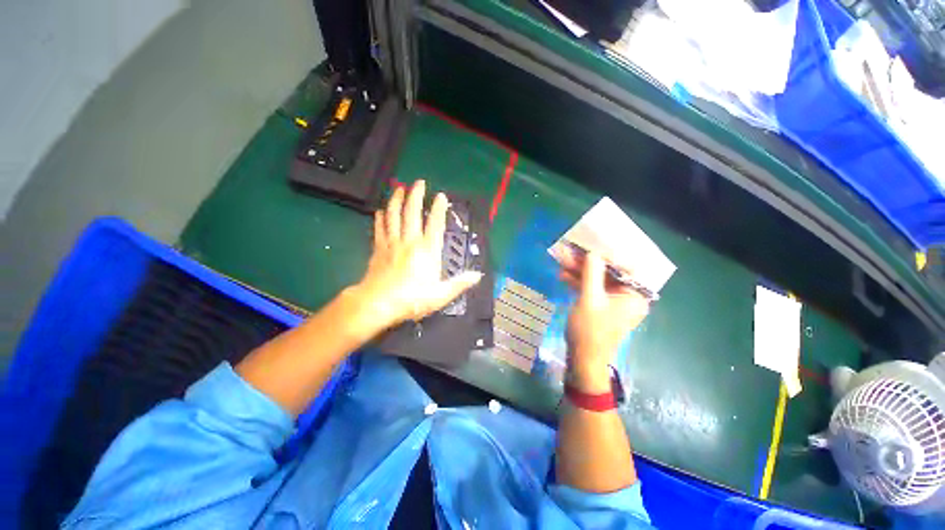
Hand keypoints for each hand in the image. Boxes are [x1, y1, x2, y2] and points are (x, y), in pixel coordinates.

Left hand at [347, 180, 481, 332]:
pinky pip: (379, 229)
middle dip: (415, 195)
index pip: (435, 224)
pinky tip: (380, 211)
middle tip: (418, 182)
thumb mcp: (440, 295)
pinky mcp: (378, 249)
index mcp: (427, 251)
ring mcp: (392, 243)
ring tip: (398, 188)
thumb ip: (459, 283)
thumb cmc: (412, 299)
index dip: (439, 209)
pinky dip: (380, 218)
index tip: (441, 196)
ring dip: (396, 200)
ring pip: (393, 216)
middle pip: (412, 213)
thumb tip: (478, 275)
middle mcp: (410, 242)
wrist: (378, 304)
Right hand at [562, 251, 648, 392]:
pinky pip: (592, 288)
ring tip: (562, 260)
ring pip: (598, 279)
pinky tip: (563, 275)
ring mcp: (614, 301)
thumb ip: (592, 273)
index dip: (609, 252)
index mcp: (635, 295)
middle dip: (588, 261)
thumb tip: (593, 252)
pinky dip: (579, 282)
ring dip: (580, 270)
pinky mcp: (601, 305)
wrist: (583, 358)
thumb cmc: (590, 330)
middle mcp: (628, 296)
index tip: (593, 242)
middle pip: (609, 272)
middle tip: (571, 250)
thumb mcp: (590, 299)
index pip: (627, 266)